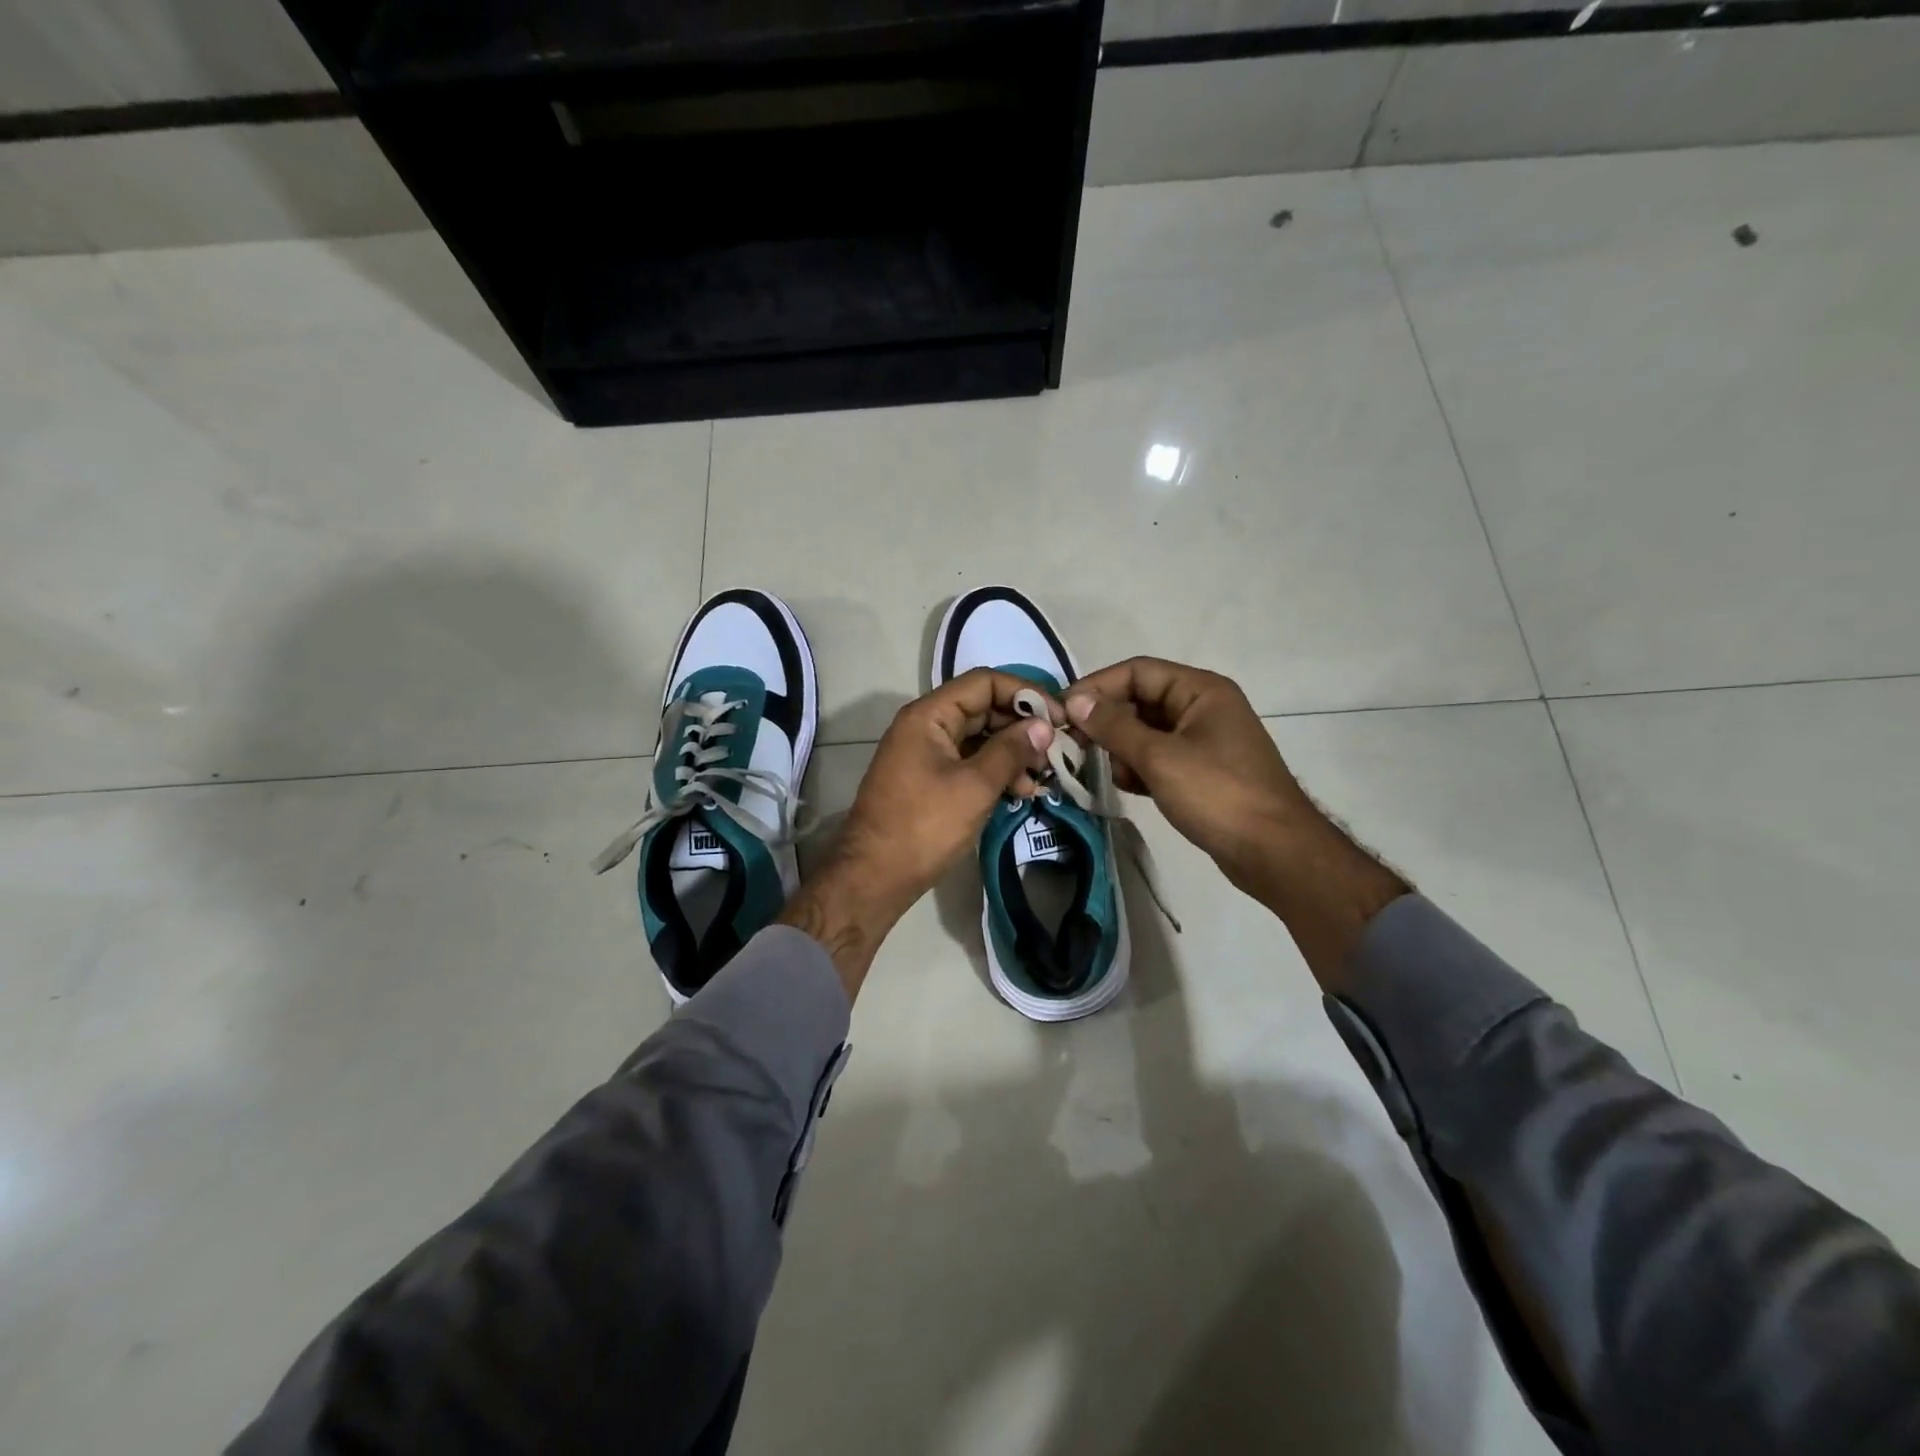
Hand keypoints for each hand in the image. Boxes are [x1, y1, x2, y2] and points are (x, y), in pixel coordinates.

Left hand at [780, 669, 1057, 997]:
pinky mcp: (929, 780)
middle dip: (1021, 726)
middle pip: (982, 708)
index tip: (1059, 717)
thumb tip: (1043, 726)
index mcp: (929, 715)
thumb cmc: (924, 826)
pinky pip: (968, 762)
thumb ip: (1010, 751)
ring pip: (978, 738)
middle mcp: (925, 726)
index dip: (1025, 694)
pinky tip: (1021, 792)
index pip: (984, 682)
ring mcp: (925, 754)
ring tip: (1041, 778)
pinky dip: (995, 771)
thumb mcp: (974, 786)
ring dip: (1012, 752)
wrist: (874, 877)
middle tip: (1056, 749)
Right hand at [1064, 657, 1406, 980]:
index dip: (1097, 686)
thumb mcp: (1160, 757)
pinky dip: (1139, 767)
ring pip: (1147, 731)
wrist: (1274, 852)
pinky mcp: (1202, 771)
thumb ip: (1114, 727)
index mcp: (1200, 691)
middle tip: (1072, 743)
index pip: (1137, 671)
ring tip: (1102, 770)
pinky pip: (1159, 757)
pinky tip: (1127, 786)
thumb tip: (1076, 701)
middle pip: (1141, 700)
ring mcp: (1204, 741)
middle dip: (1106, 721)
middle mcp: (1203, 707)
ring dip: (1121, 747)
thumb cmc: (1218, 794)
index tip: (1062, 710)